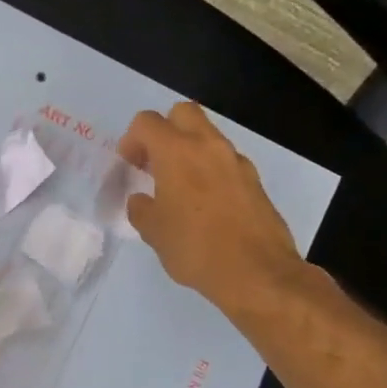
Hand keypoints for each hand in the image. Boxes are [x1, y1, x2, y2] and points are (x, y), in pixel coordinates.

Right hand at [118, 102, 304, 321]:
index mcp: (177, 152)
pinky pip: (225, 162)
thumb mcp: (153, 231)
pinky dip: (210, 170)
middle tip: (154, 162)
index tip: (129, 165)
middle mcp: (208, 146)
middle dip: (164, 130)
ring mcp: (236, 162)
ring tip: (179, 186)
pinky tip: (205, 204)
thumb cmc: (195, 247)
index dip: (131, 140)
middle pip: (183, 113)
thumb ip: (141, 207)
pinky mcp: (255, 181)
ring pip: (207, 136)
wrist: (257, 273)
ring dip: (189, 150)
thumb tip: (143, 200)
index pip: (147, 122)